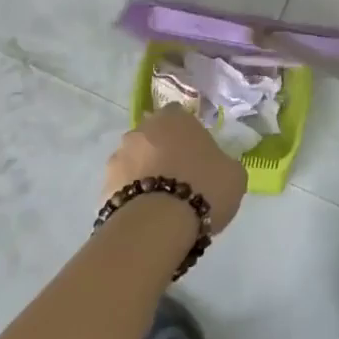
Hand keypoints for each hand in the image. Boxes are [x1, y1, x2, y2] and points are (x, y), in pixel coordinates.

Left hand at [103, 106, 248, 233]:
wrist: (158, 225)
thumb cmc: (203, 188)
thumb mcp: (234, 173)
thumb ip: (223, 161)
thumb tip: (217, 164)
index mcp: (174, 118)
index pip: (179, 114)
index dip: (188, 133)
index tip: (197, 153)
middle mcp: (142, 129)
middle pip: (154, 136)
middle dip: (163, 151)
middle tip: (180, 177)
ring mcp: (119, 156)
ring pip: (135, 161)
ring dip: (145, 173)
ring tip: (162, 202)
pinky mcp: (104, 186)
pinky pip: (123, 187)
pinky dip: (132, 196)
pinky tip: (147, 215)